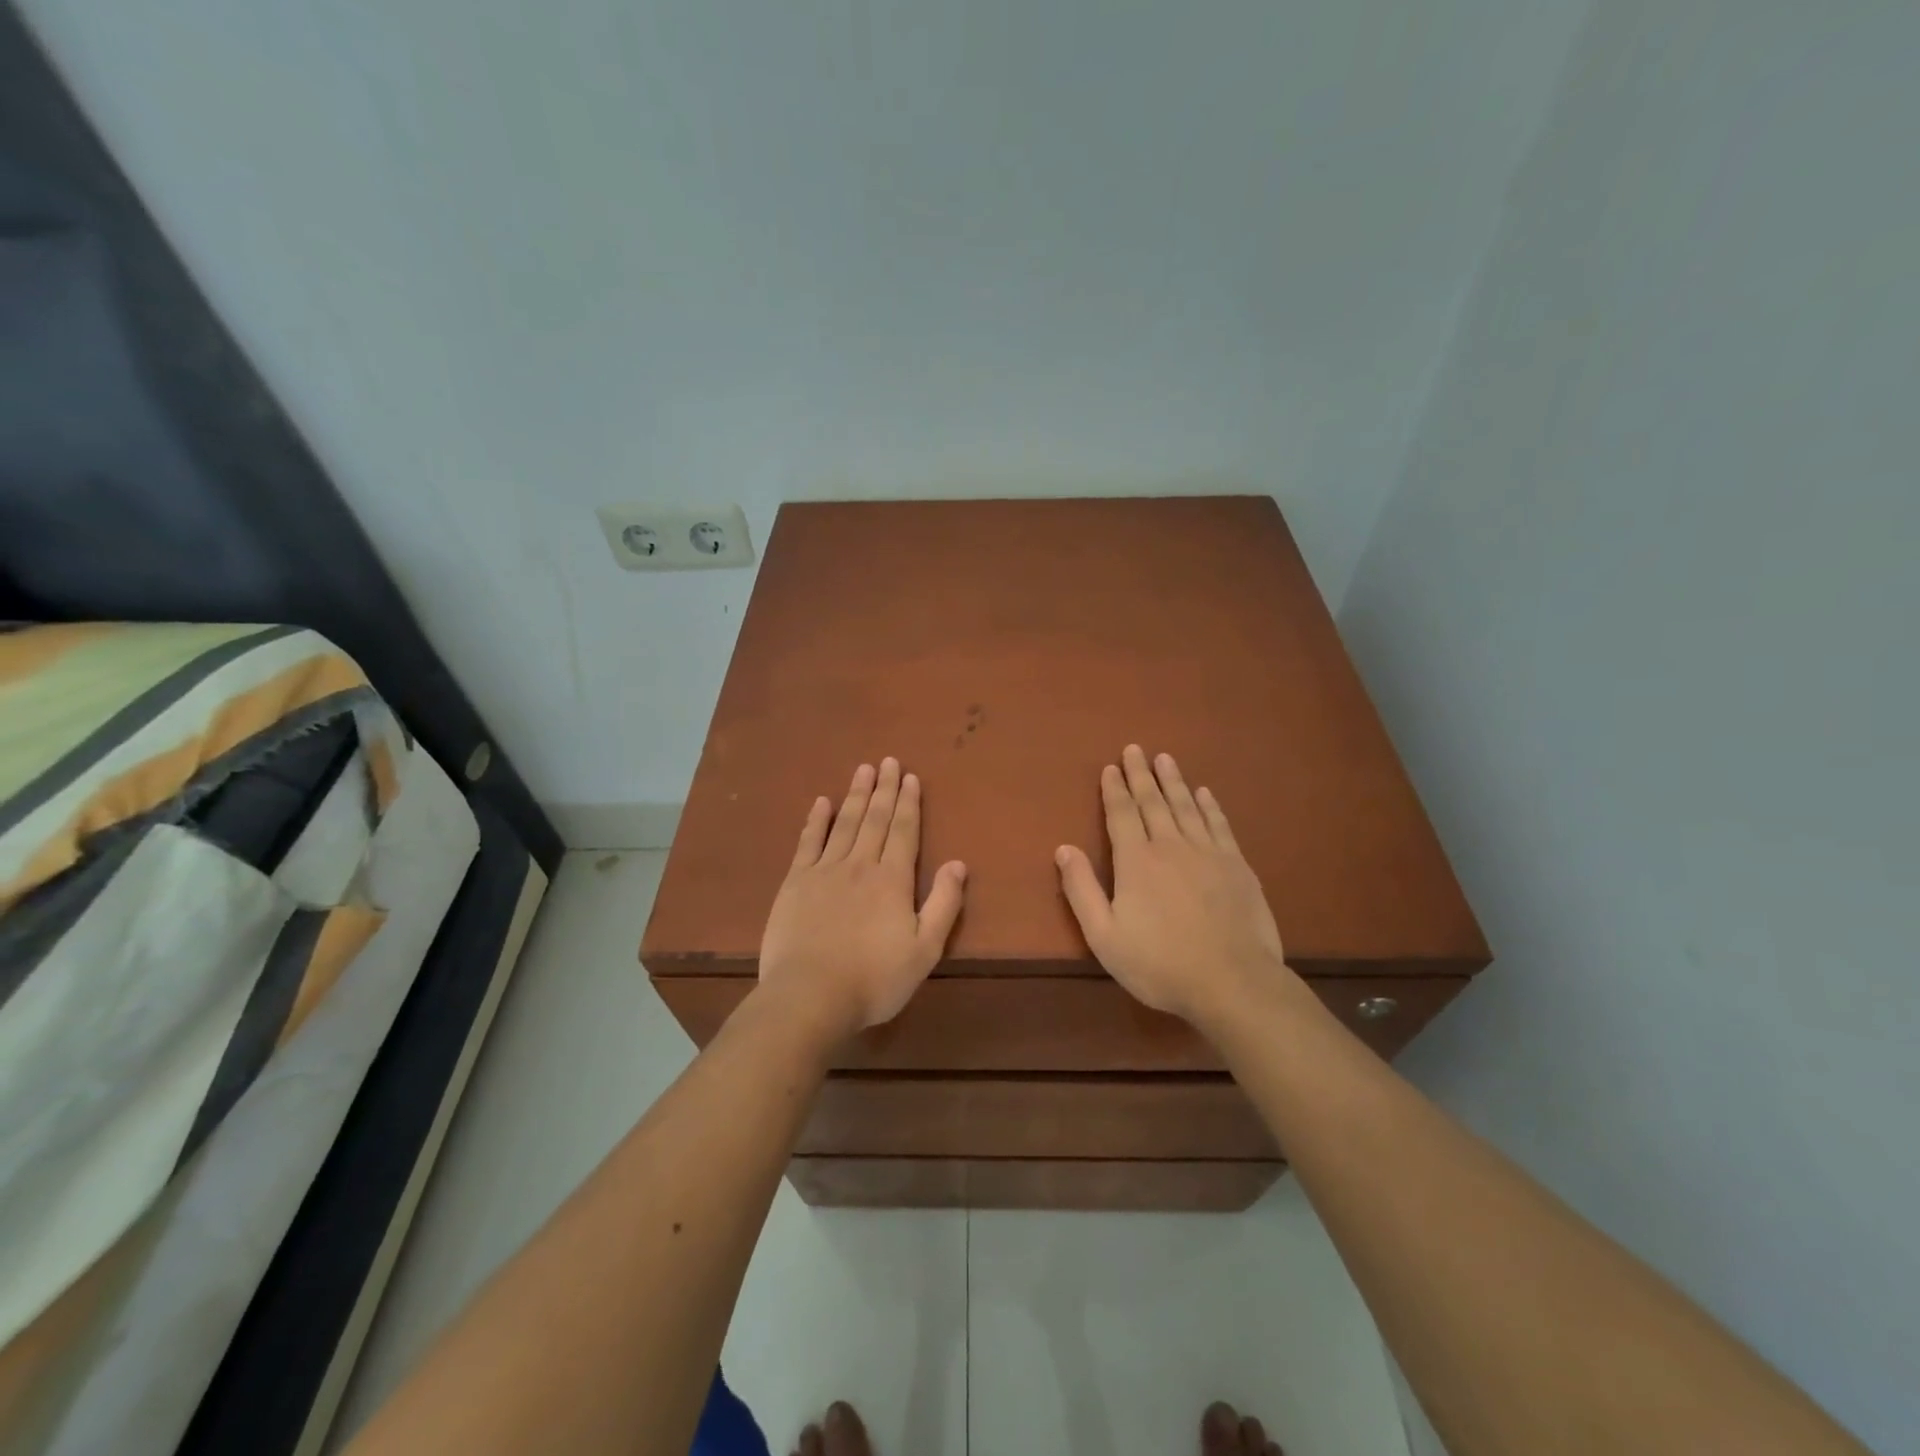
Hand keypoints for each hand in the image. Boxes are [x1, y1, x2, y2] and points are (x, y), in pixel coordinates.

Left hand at [758, 758, 967, 1040]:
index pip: (904, 831)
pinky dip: (816, 820)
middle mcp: (860, 865)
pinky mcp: (795, 883)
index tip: (910, 777)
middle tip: (887, 761)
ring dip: (855, 795)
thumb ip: (944, 904)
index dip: (908, 803)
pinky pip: (808, 842)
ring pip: (844, 823)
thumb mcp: (925, 950)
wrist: (810, 996)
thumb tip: (958, 863)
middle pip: (875, 819)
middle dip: (883, 789)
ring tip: (863, 770)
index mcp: (893, 880)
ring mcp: (824, 871)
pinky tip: (821, 802)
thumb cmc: (874, 979)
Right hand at [1055, 745, 1290, 1026]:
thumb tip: (1063, 848)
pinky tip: (1204, 793)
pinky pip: (1219, 824)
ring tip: (1165, 759)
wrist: (1232, 981)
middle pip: (1153, 802)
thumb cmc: (1160, 964)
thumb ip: (1082, 890)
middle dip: (1141, 775)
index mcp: (1136, 861)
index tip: (1110, 767)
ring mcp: (1207, 853)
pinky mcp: (1237, 865)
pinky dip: (1209, 805)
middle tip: (1135, 749)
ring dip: (1173, 781)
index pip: (1121, 814)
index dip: (1113, 789)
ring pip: (1186, 806)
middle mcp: (1170, 846)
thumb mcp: (1104, 936)